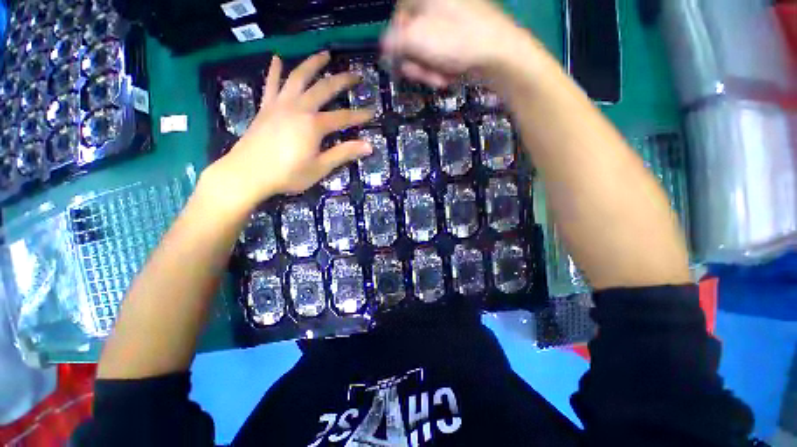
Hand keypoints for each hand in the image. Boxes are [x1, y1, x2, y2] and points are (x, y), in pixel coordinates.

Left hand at [205, 52, 374, 209]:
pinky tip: (277, 58)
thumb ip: (343, 154)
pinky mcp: (266, 107)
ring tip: (324, 54)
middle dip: (342, 81)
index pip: (343, 117)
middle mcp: (299, 108)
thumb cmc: (288, 174)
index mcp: (314, 125)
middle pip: (324, 88)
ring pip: (298, 77)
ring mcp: (280, 104)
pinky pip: (271, 84)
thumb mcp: (320, 167)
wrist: (248, 173)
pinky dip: (275, 70)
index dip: (359, 115)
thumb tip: (368, 146)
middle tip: (355, 75)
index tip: (372, 112)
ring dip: (312, 64)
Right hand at [381, 0, 532, 86]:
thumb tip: (384, 47)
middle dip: (417, 63)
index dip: (398, 46)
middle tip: (427, 75)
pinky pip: (439, 55)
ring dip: (430, 69)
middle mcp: (436, 5)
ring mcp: (449, 22)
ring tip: (442, 76)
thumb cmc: (456, 41)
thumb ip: (393, 42)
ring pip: (425, 51)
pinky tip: (450, 73)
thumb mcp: (416, 39)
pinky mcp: (458, 37)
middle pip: (411, 39)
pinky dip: (441, 68)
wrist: (497, 53)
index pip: (396, 19)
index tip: (403, 63)